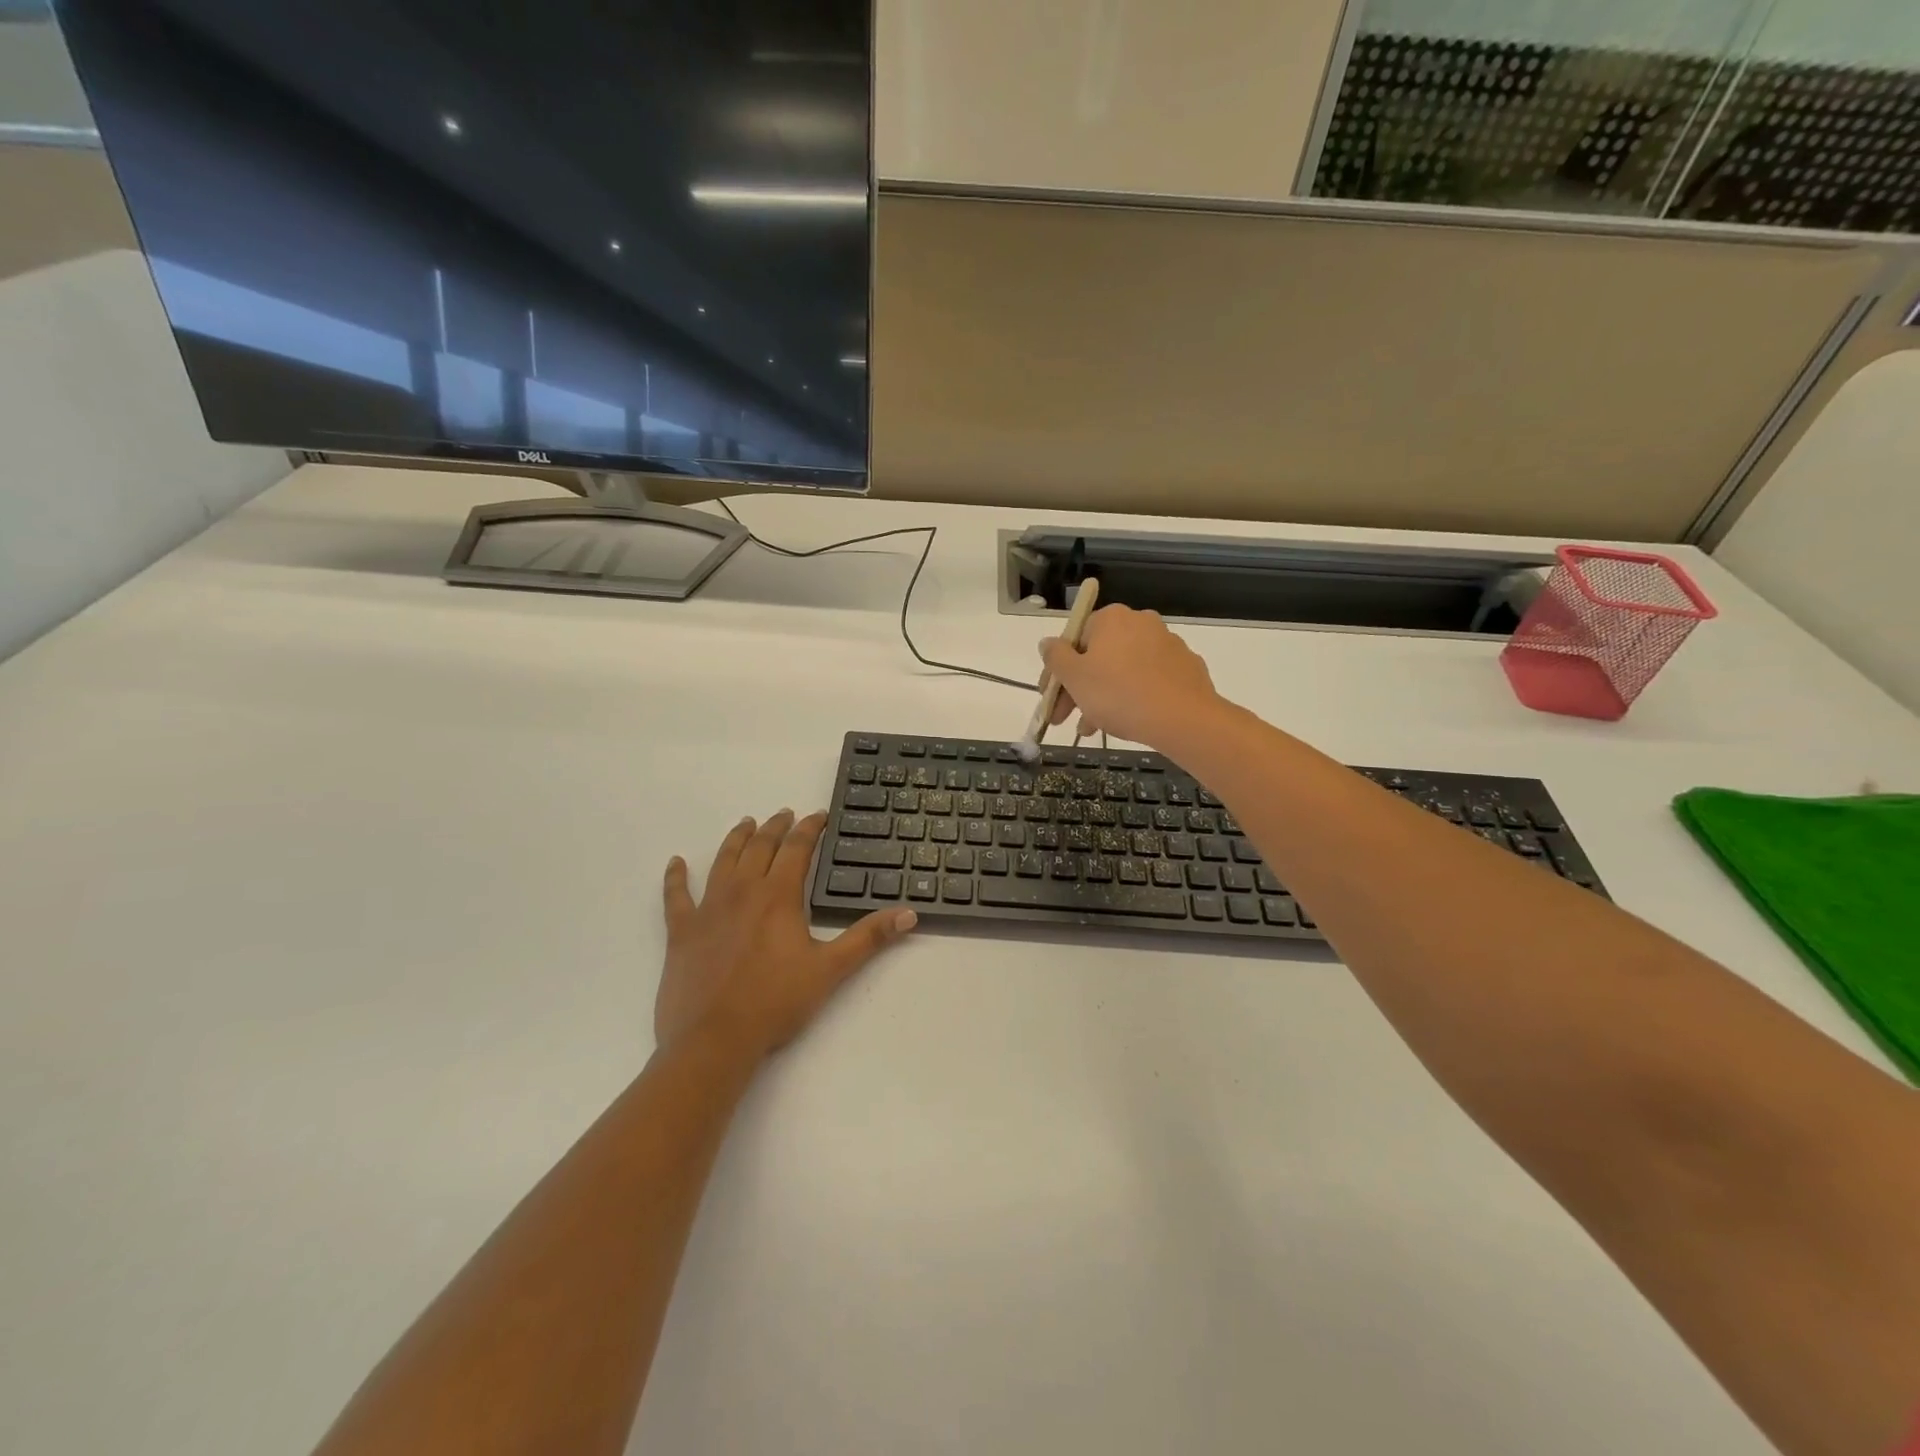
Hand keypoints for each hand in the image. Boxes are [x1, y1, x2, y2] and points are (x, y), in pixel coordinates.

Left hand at [658, 811, 915, 1063]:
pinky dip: (675, 877)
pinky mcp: (681, 932)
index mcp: (778, 896)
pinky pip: (676, 896)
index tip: (819, 816)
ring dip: (736, 839)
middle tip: (785, 815)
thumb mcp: (831, 969)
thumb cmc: (776, 1002)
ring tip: (746, 824)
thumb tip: (909, 913)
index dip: (810, 828)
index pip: (797, 849)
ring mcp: (708, 909)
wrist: (714, 1040)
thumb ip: (869, 937)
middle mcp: (742, 891)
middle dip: (775, 827)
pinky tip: (676, 863)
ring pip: (723, 860)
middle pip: (760, 846)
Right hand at [1042, 604, 1222, 750]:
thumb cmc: (1118, 694)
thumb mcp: (1075, 677)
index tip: (1049, 698)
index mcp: (1111, 618)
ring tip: (1092, 729)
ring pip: (1122, 671)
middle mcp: (1140, 622)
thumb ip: (1055, 656)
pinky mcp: (1185, 667)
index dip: (1056, 672)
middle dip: (1079, 688)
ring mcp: (1167, 644)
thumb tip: (1048, 643)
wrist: (1183, 718)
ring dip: (1102, 697)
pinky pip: (1147, 680)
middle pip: (1098, 656)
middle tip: (1066, 719)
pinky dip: (1132, 697)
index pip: (1073, 639)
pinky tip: (1125, 721)